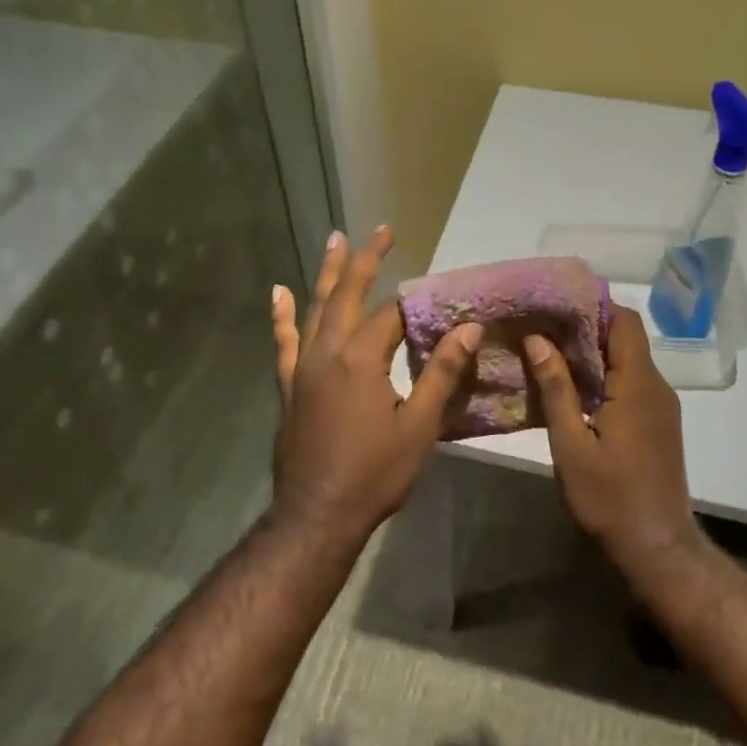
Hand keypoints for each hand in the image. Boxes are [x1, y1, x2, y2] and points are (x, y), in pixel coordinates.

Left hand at [269, 226, 482, 539]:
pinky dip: (282, 316)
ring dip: (328, 273)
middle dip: (366, 260)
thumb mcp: (419, 426)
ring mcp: (302, 367)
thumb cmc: (374, 473)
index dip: (417, 304)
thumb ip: (441, 373)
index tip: (441, 298)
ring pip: (316, 308)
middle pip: (349, 295)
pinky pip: (284, 341)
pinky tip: (278, 293)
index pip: (392, 315)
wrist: (317, 515)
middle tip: (382, 231)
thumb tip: (468, 328)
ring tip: (335, 239)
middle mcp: (327, 352)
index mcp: (361, 359)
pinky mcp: (288, 385)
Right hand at [523, 308, 699, 566]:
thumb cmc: (609, 497)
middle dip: (585, 326)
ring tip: (548, 350)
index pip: (624, 322)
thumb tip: (538, 339)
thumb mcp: (571, 445)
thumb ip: (556, 388)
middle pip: (625, 338)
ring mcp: (660, 405)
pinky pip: (630, 383)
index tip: (557, 302)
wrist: (657, 546)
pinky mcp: (657, 422)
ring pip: (627, 360)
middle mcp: (655, 386)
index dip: (594, 305)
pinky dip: (603, 374)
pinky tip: (571, 386)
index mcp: (637, 385)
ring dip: (592, 352)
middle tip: (541, 325)